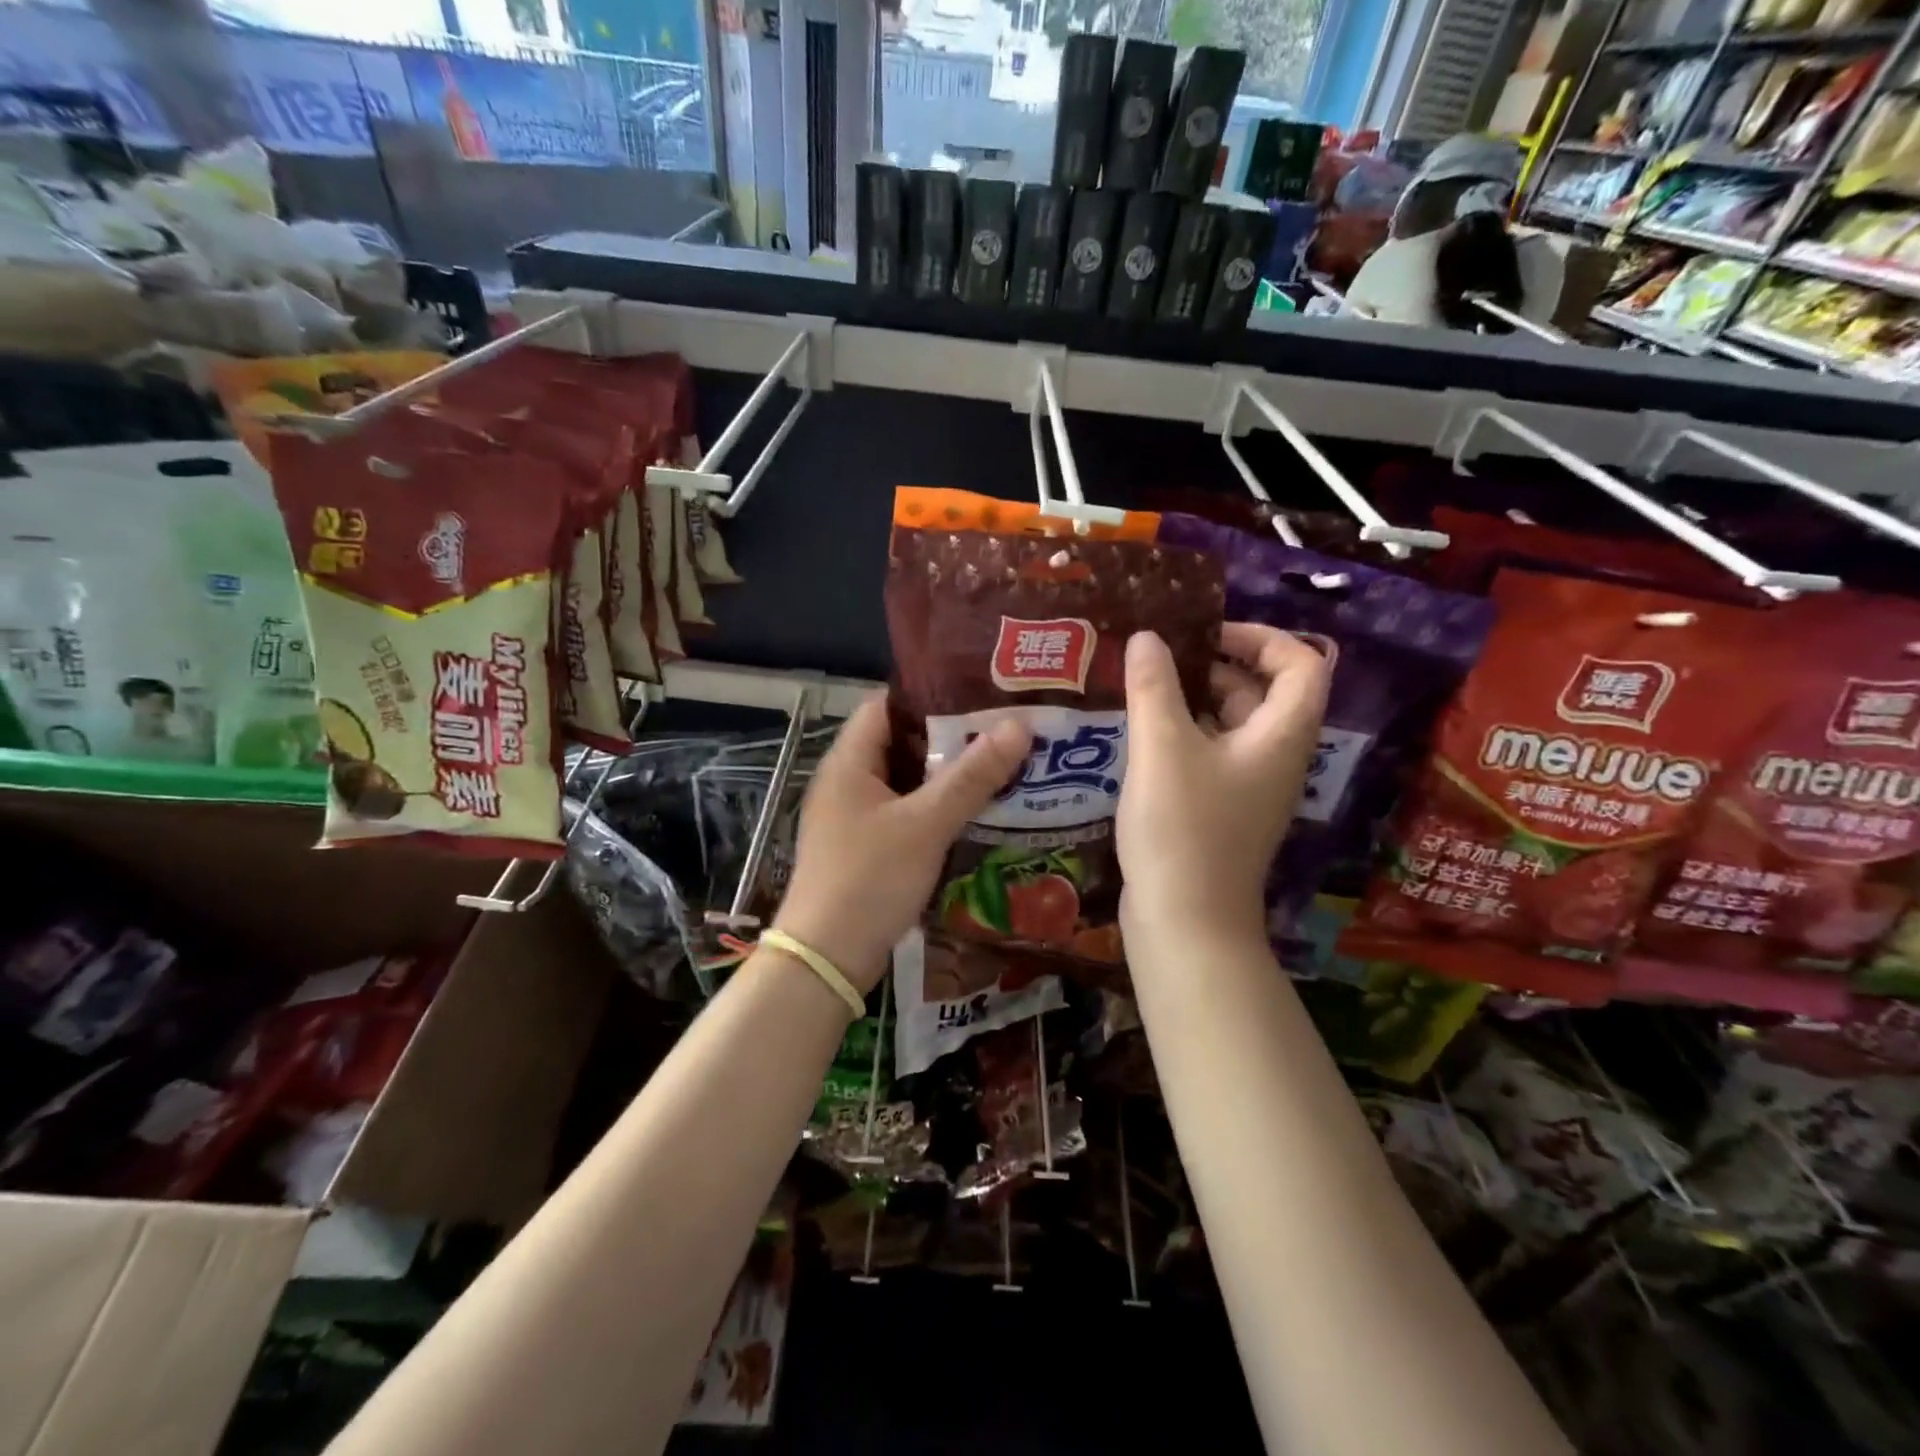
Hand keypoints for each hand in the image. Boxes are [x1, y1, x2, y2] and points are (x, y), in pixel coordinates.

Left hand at [773, 697, 1029, 991]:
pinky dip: (933, 808)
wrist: (826, 958)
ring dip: (944, 776)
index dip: (929, 695)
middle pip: (899, 743)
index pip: (886, 705)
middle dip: (948, 737)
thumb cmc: (870, 878)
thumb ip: (972, 776)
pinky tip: (971, 813)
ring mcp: (852, 817)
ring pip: (904, 782)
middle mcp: (846, 782)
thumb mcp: (926, 823)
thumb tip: (1019, 725)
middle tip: (1000, 730)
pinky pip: (902, 813)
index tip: (978, 694)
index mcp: (849, 762)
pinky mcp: (863, 848)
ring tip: (997, 766)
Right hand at [1117, 623, 1329, 943]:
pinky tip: (1140, 734)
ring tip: (1143, 688)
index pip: (1301, 664)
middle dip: (1217, 665)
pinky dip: (1185, 735)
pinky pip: (1212, 755)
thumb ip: (1154, 686)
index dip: (1262, 637)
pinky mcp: (1222, 811)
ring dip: (1196, 700)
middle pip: (1264, 692)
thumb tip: (1147, 636)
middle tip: (1163, 657)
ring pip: (1234, 725)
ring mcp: (1249, 788)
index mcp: (1281, 736)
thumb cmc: (1183, 829)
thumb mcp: (1162, 748)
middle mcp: (1275, 758)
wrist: (1186, 922)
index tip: (1207, 633)